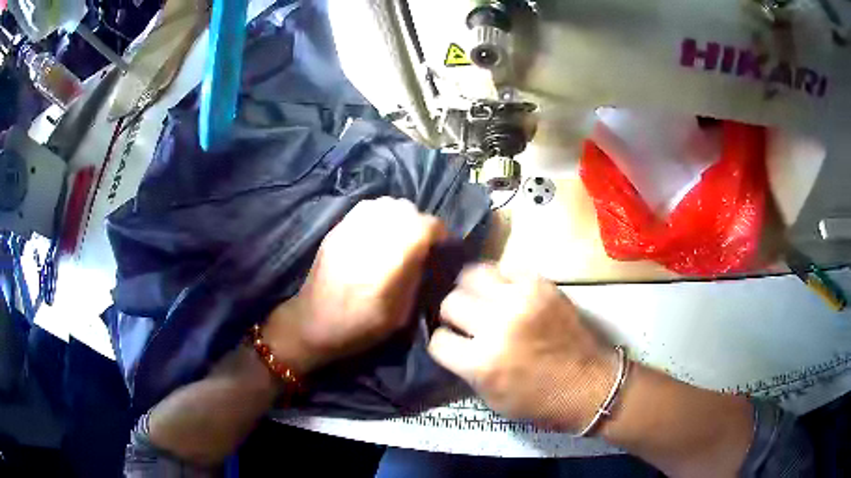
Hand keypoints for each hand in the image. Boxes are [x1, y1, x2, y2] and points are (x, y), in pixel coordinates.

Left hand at [263, 198, 447, 374]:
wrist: (313, 324)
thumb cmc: (359, 327)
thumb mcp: (400, 313)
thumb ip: (415, 276)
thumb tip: (424, 253)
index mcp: (388, 261)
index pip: (424, 226)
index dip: (438, 232)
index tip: (441, 244)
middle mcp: (370, 237)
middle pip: (405, 209)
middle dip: (418, 221)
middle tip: (419, 241)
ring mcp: (349, 229)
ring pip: (385, 203)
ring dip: (399, 215)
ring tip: (399, 234)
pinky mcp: (336, 229)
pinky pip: (366, 208)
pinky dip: (380, 215)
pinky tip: (378, 233)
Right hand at [428, 264, 615, 430]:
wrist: (591, 386)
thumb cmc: (541, 402)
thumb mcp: (491, 398)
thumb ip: (466, 368)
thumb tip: (452, 341)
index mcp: (482, 362)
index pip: (438, 340)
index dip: (443, 344)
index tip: (453, 345)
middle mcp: (497, 325)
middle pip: (450, 302)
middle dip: (453, 316)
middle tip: (468, 323)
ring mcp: (521, 300)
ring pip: (472, 275)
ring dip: (471, 290)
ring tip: (482, 301)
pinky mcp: (542, 285)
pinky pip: (506, 267)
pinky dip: (501, 280)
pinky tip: (506, 293)